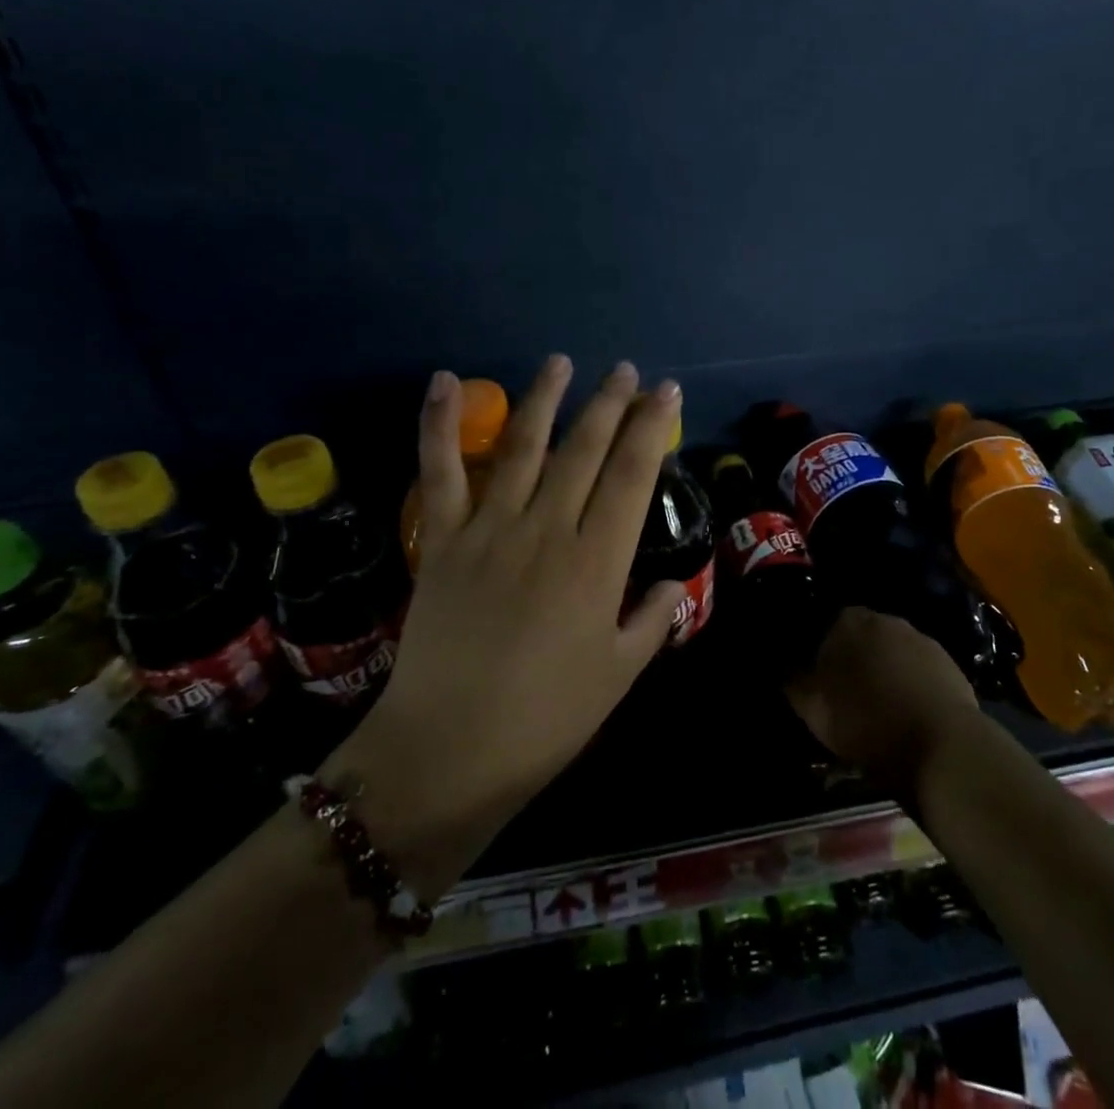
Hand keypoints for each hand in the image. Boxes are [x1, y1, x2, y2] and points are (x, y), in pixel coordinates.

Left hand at [325, 355, 685, 898]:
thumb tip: (675, 584)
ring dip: (544, 398)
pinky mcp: (442, 538)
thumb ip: (652, 621)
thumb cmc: (546, 720)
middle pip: (584, 449)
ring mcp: (490, 528)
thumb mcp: (618, 676)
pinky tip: (445, 381)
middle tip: (625, 370)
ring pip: (523, 446)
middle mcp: (547, 529)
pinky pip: (440, 470)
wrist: (447, 752)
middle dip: (609, 403)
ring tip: (561, 362)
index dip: (651, 427)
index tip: (665, 391)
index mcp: (596, 562)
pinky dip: (438, 423)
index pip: (632, 475)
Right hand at [786, 608, 980, 789]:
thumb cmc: (868, 724)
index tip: (821, 679)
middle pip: (862, 635)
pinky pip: (919, 667)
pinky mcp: (949, 662)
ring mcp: (921, 639)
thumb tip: (784, 667)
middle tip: (849, 692)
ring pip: (892, 650)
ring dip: (885, 669)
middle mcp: (886, 620)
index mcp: (849, 622)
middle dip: (856, 657)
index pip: (826, 625)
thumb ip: (794, 682)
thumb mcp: (815, 711)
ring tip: (882, 705)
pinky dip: (912, 682)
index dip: (822, 651)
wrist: (942, 747)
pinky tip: (910, 710)